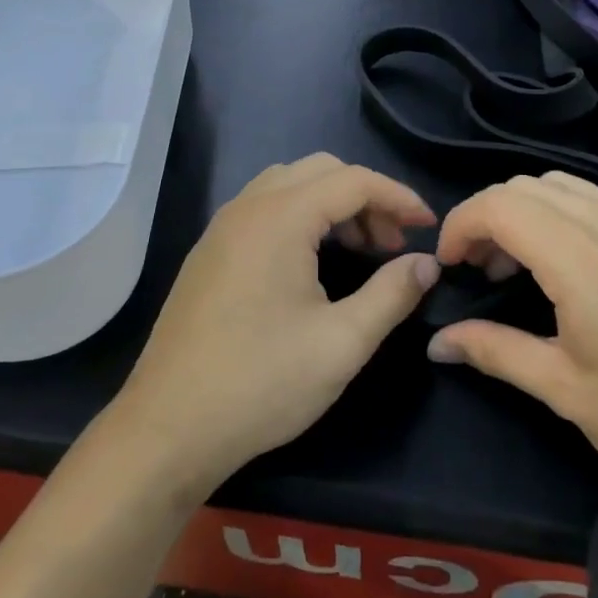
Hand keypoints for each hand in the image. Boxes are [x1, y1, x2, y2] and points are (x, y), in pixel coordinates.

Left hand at [111, 154, 440, 492]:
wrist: (168, 427)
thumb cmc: (261, 383)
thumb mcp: (342, 343)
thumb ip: (392, 294)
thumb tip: (427, 264)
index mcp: (280, 217)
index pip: (353, 180)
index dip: (398, 197)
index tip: (429, 227)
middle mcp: (248, 207)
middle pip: (320, 170)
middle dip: (365, 197)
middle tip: (393, 243)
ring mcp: (222, 227)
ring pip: (289, 184)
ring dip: (331, 204)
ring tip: (360, 249)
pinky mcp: (209, 251)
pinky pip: (264, 208)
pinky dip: (300, 216)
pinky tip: (313, 261)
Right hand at [427, 172, 597, 518]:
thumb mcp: (568, 393)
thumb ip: (496, 352)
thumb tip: (437, 341)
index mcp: (584, 262)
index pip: (501, 206)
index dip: (461, 225)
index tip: (449, 266)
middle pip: (526, 186)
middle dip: (487, 217)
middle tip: (477, 270)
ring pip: (562, 185)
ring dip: (524, 211)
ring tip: (517, 267)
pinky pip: (596, 200)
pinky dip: (560, 214)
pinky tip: (565, 267)